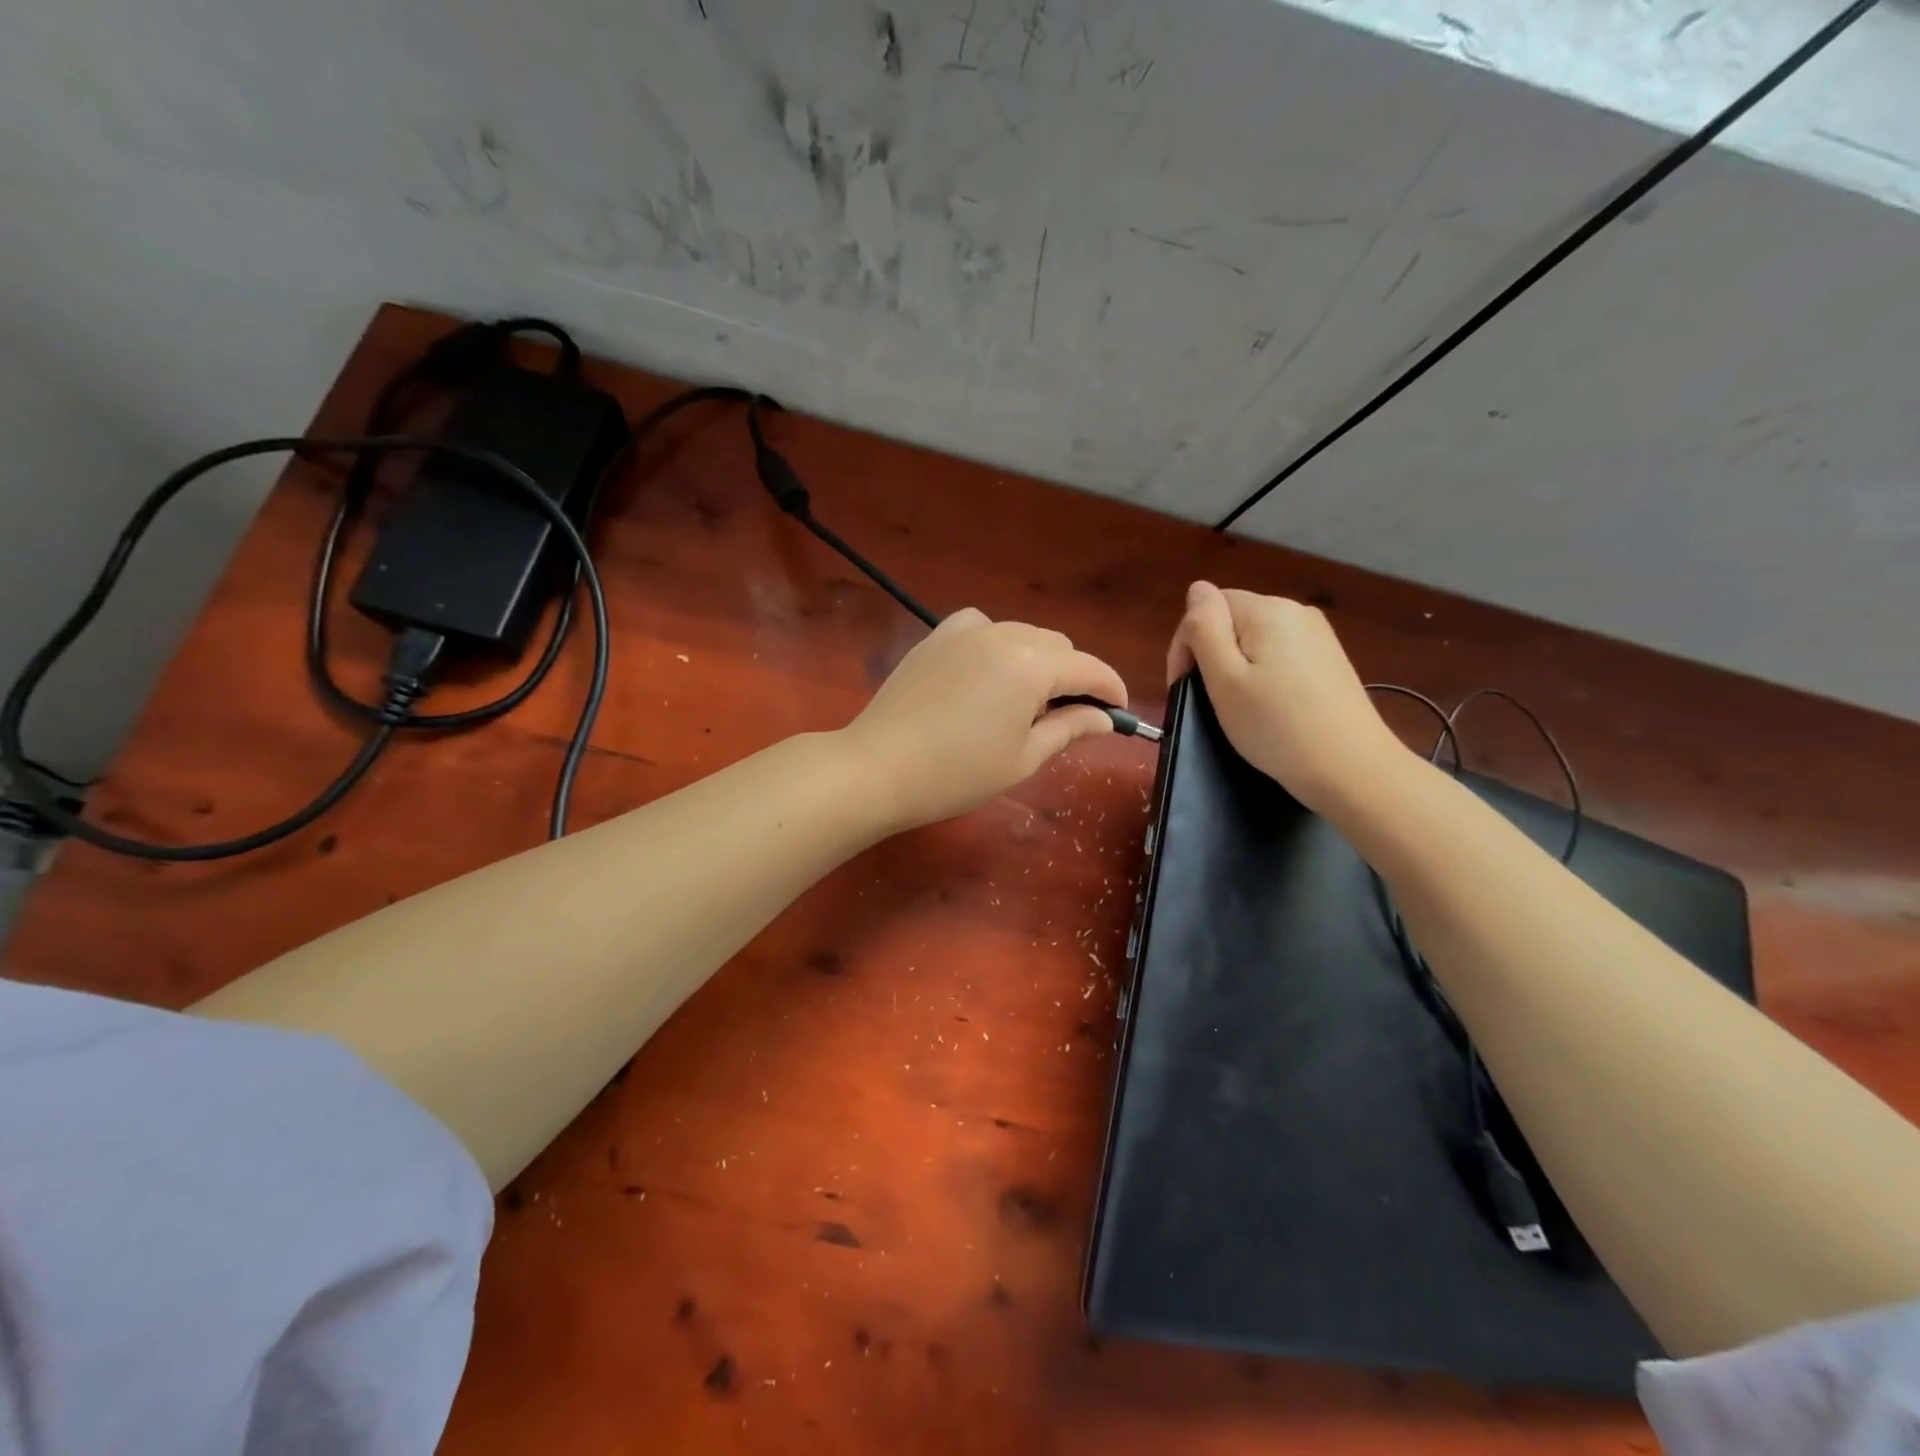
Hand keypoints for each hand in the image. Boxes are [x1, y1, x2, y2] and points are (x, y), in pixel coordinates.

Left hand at [843, 609, 1127, 831]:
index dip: (1111, 689)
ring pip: (1022, 635)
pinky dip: (999, 647)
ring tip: (1024, 702)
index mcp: (1031, 664)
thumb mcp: (1024, 757)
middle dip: (1072, 677)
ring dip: (1037, 661)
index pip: (1089, 668)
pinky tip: (987, 676)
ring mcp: (965, 630)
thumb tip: (1103, 717)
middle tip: (1066, 718)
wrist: (879, 767)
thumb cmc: (957, 773)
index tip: (1120, 712)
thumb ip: (1070, 728)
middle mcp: (1003, 634)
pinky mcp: (936, 636)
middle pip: (1057, 646)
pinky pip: (984, 630)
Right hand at [1166, 582, 1407, 813]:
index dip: (1188, 644)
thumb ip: (1205, 627)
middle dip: (1212, 655)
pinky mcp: (1329, 661)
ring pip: (1255, 640)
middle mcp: (1296, 612)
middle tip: (1209, 702)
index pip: (1208, 606)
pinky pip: (1280, 655)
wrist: (1351, 769)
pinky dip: (1264, 676)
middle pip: (1233, 620)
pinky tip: (1269, 707)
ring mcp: (1318, 636)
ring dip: (1237, 667)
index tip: (1183, 687)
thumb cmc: (1276, 727)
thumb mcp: (1224, 678)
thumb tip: (1197, 589)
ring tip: (1239, 708)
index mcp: (1267, 611)